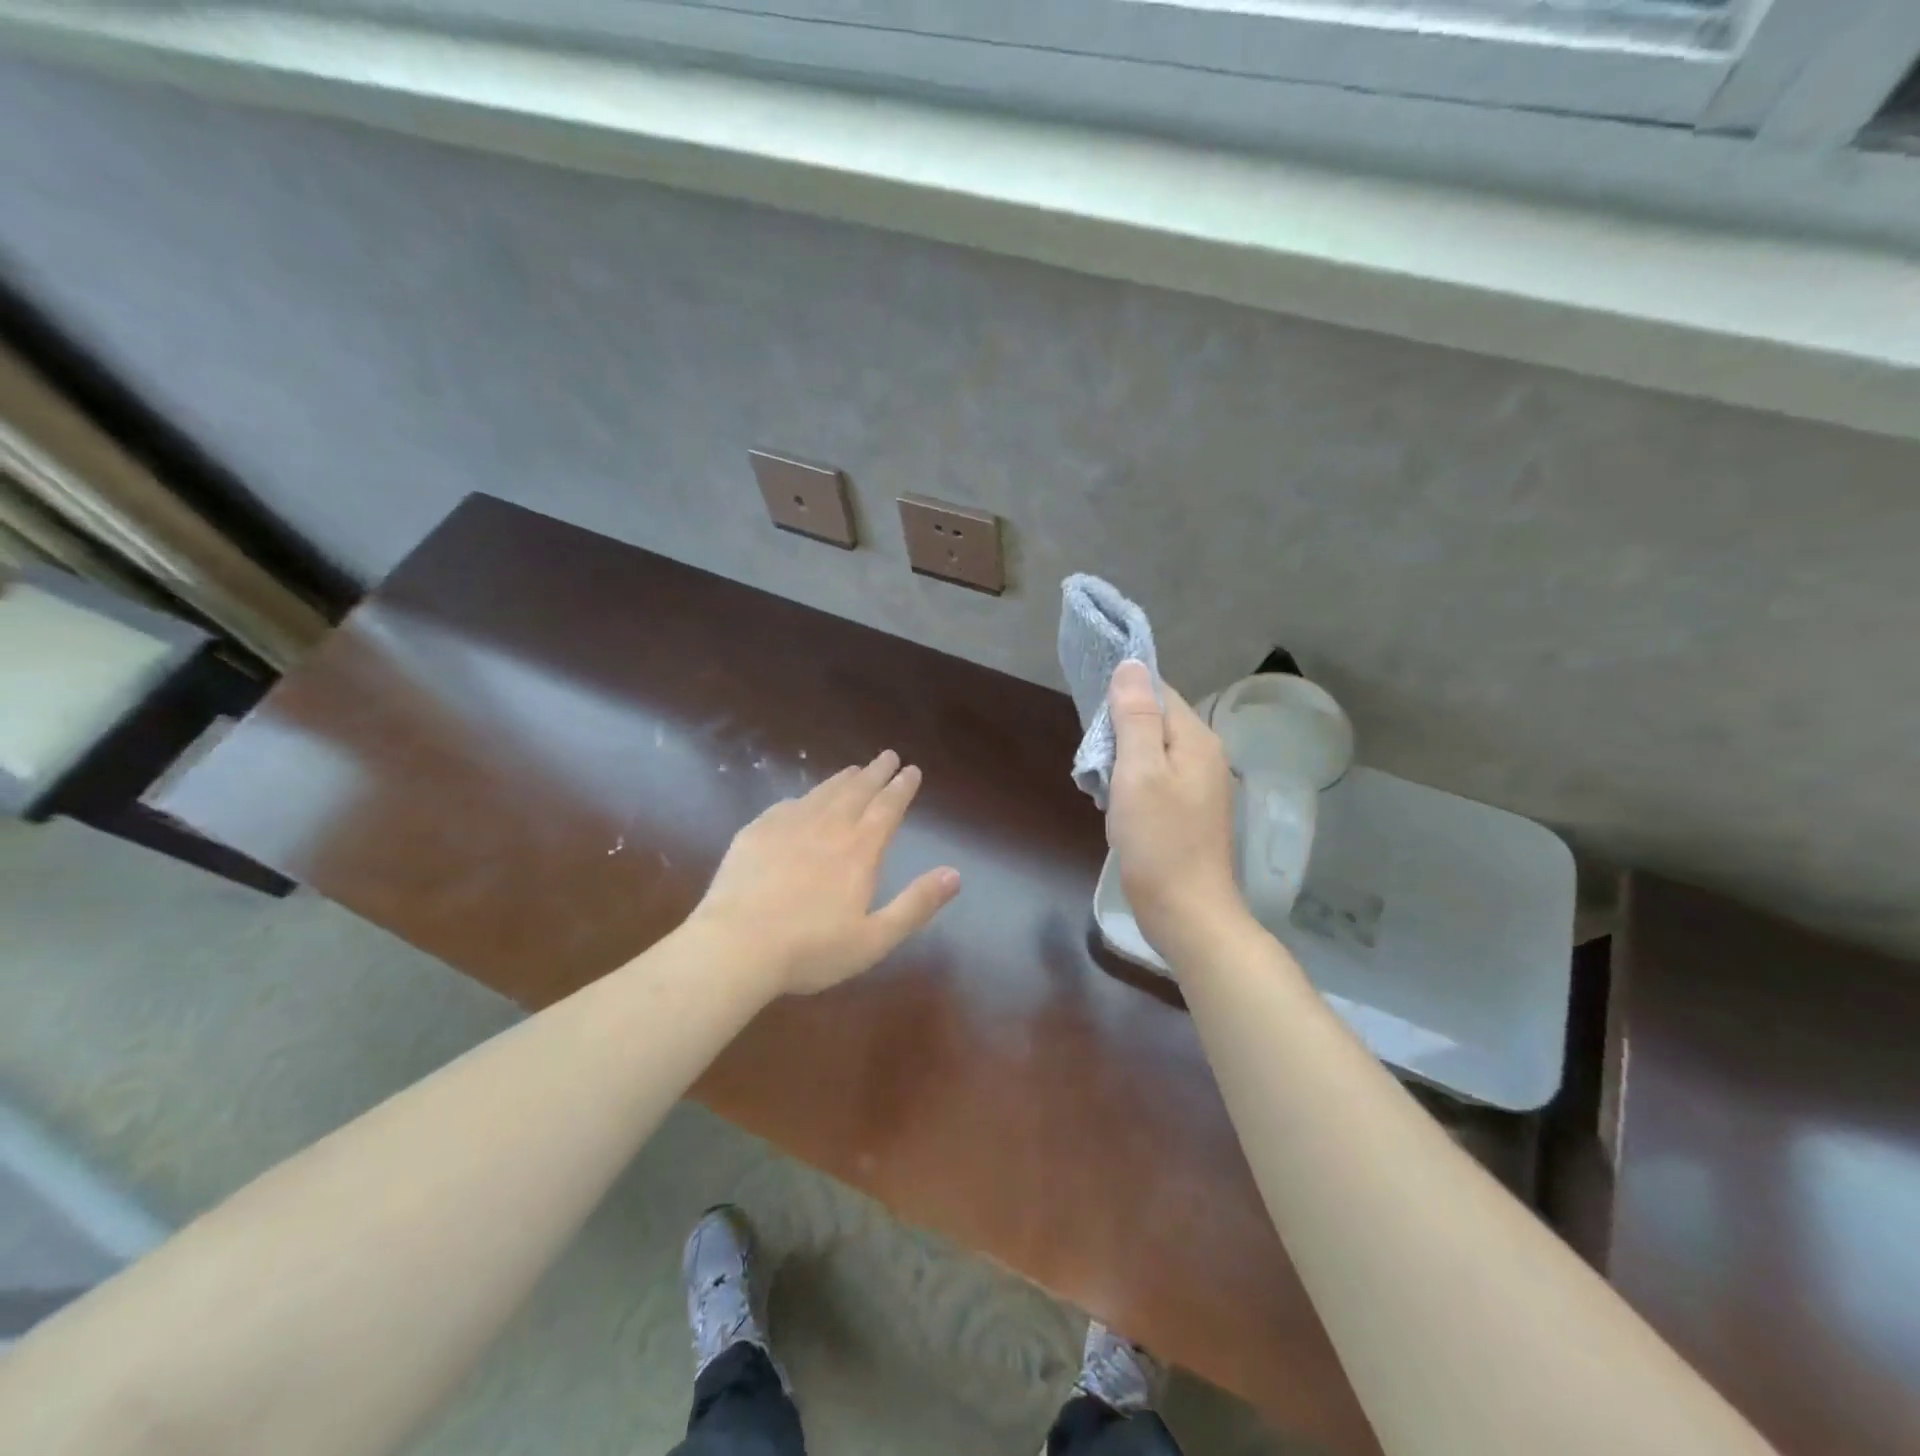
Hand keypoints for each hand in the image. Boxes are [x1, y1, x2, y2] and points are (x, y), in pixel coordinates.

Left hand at [692, 750, 961, 996]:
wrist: (736, 946)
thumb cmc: (811, 950)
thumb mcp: (875, 939)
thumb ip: (916, 904)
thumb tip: (955, 874)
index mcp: (859, 851)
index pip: (887, 808)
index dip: (901, 788)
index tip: (912, 769)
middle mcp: (827, 828)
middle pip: (857, 791)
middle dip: (876, 772)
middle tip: (888, 756)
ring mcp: (788, 827)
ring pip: (822, 793)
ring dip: (842, 779)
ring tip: (854, 769)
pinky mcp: (755, 833)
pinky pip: (786, 806)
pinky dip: (803, 798)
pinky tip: (801, 800)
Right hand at [1106, 661, 1248, 959]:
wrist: (1187, 912)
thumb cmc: (1159, 841)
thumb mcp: (1139, 772)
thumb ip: (1135, 716)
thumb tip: (1131, 664)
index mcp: (1196, 739)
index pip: (1158, 692)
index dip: (1122, 696)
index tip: (1092, 718)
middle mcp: (1204, 756)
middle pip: (1153, 721)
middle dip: (1117, 733)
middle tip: (1094, 762)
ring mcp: (1199, 786)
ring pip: (1150, 752)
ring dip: (1120, 762)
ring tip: (1100, 787)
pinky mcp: (1188, 812)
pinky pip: (1154, 780)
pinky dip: (1130, 786)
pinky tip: (1116, 808)